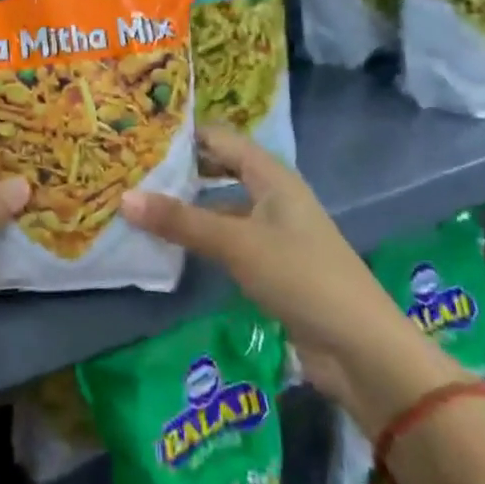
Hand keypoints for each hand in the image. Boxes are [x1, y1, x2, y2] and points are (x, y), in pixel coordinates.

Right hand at [120, 124, 464, 433]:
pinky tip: (170, 245)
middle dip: (180, 170)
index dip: (182, 135)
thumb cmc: (300, 276)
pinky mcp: (271, 266)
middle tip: (131, 170)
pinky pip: (227, 239)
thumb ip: (181, 221)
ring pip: (221, 206)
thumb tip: (123, 197)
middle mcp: (272, 195)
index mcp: (271, 176)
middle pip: (219, 169)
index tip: (137, 135)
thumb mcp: (236, 243)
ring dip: (187, 206)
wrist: (361, 349)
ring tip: (139, 204)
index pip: (219, 139)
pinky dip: (200, 238)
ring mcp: (272, 232)